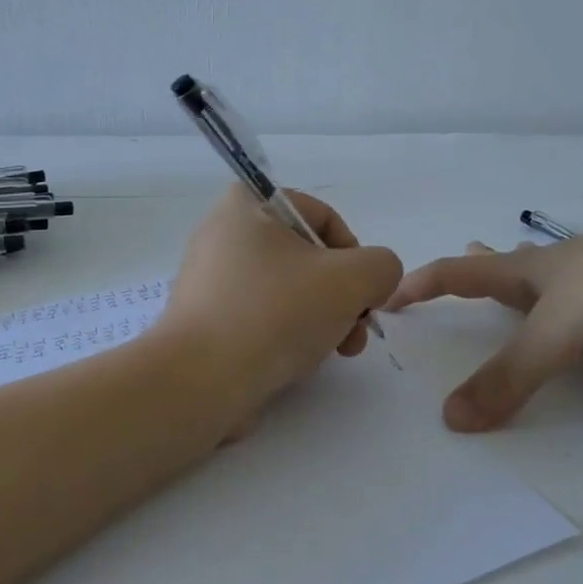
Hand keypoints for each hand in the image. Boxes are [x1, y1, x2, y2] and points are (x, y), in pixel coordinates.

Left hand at [155, 185, 402, 415]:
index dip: (355, 255)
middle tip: (356, 331)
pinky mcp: (205, 319)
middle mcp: (223, 233)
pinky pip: (260, 316)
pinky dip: (286, 334)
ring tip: (335, 352)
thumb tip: (373, 281)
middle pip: (307, 258)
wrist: (200, 380)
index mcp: (248, 204)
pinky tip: (298, 362)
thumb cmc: (276, 312)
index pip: (322, 217)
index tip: (364, 294)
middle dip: (342, 296)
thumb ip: (382, 266)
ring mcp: (210, 278)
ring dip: (322, 319)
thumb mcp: (351, 279)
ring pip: (287, 290)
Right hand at [385, 215, 582, 431]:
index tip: (391, 293)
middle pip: (513, 267)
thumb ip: (506, 378)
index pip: (464, 272)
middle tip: (466, 259)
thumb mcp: (555, 333)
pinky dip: (582, 320)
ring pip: (561, 288)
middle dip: (485, 267)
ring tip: (525, 297)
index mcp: (535, 268)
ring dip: (536, 292)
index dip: (425, 283)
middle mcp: (567, 270)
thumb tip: (450, 419)